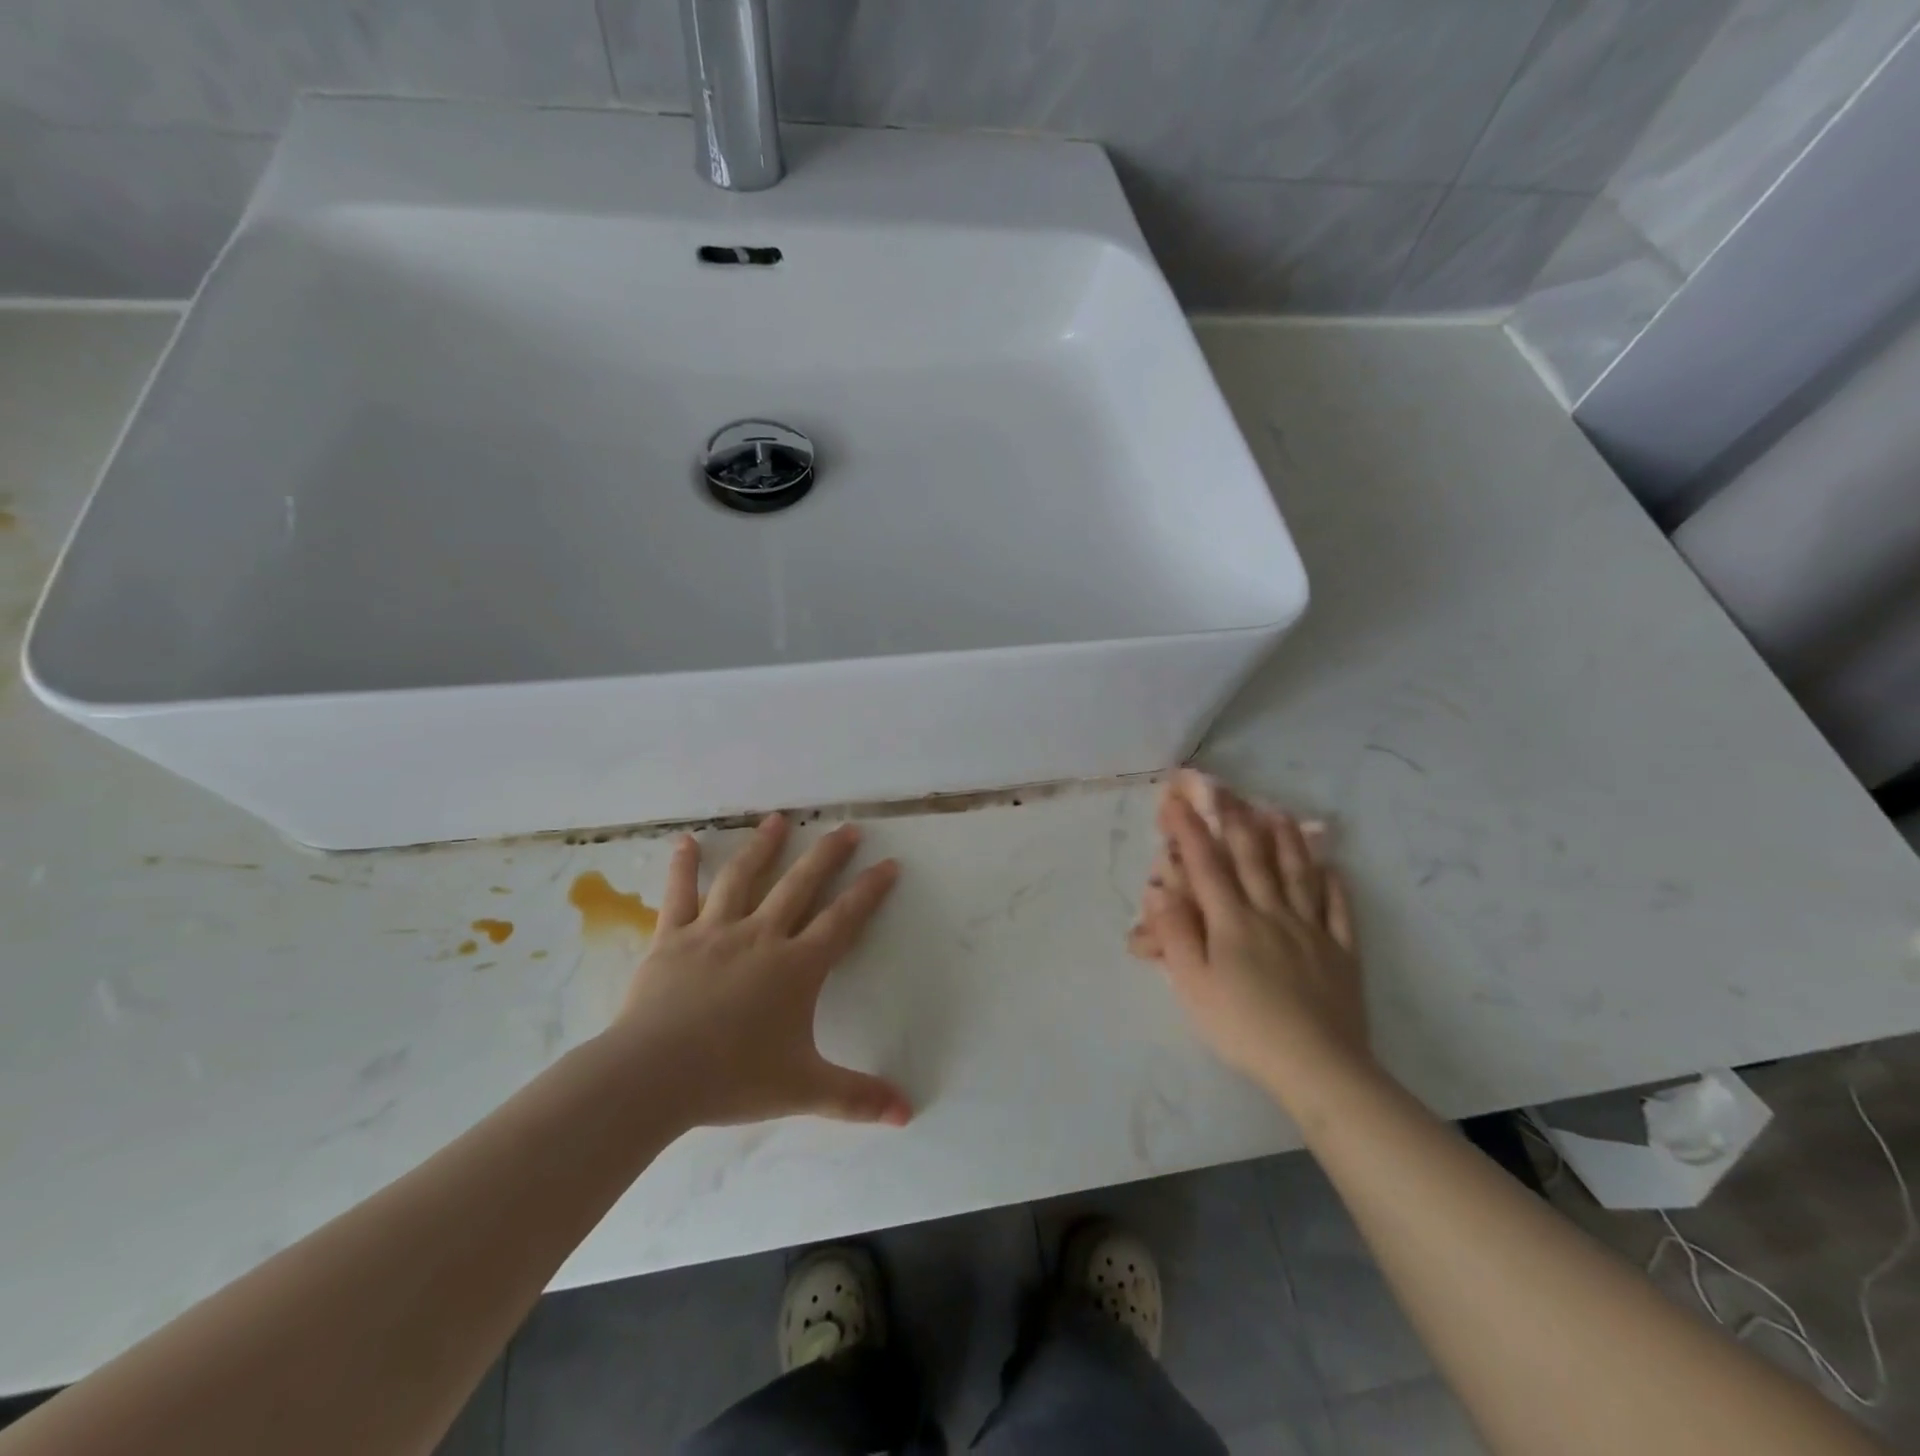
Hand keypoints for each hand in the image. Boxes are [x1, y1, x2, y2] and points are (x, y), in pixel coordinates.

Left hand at [605, 814, 911, 1129]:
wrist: (654, 1076)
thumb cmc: (733, 1078)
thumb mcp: (803, 1089)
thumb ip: (857, 1099)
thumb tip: (908, 1115)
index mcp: (797, 967)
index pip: (843, 919)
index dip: (869, 891)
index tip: (888, 863)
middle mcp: (762, 936)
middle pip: (801, 884)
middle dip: (827, 854)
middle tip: (846, 828)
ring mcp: (715, 932)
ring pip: (744, 877)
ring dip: (764, 846)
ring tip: (778, 819)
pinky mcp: (673, 938)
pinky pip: (680, 894)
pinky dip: (683, 866)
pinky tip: (685, 840)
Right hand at [1135, 783, 1371, 1092]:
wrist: (1317, 1066)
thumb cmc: (1244, 1027)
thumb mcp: (1194, 986)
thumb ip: (1177, 935)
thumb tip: (1160, 891)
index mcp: (1232, 922)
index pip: (1206, 866)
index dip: (1189, 831)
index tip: (1176, 802)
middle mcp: (1272, 914)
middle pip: (1254, 861)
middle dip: (1238, 824)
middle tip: (1231, 794)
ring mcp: (1312, 932)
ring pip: (1298, 876)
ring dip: (1287, 842)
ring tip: (1279, 813)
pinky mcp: (1342, 954)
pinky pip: (1339, 911)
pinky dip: (1335, 886)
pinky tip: (1333, 869)